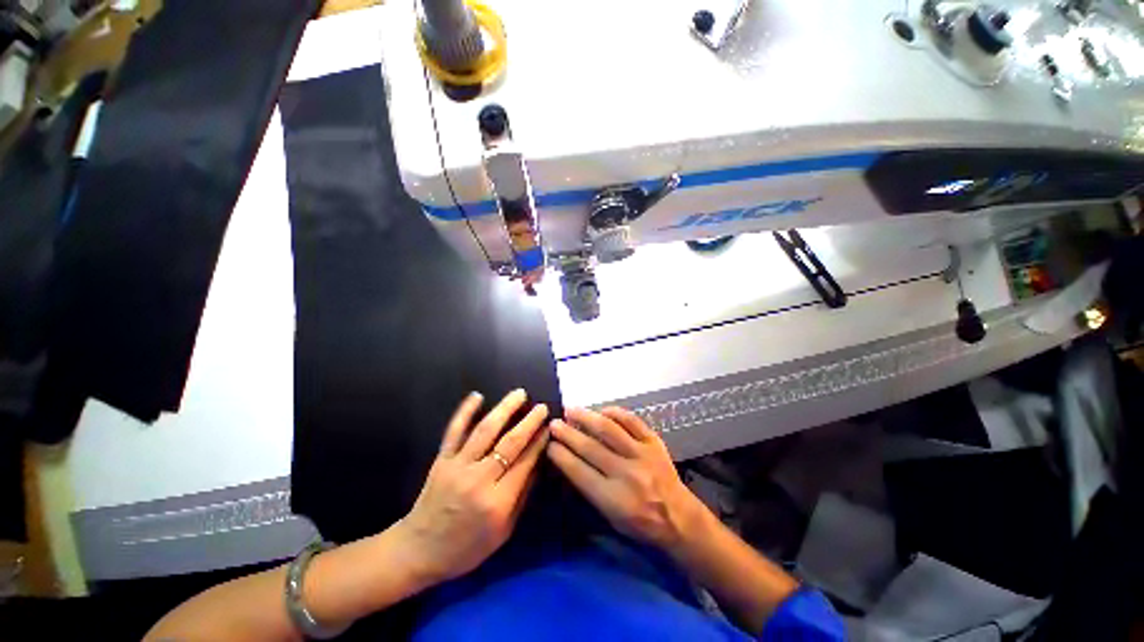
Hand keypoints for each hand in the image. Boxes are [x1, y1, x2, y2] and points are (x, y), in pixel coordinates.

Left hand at [397, 390, 548, 582]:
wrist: (418, 551)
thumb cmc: (466, 548)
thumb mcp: (502, 532)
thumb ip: (522, 497)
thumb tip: (537, 463)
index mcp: (497, 503)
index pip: (525, 463)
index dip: (539, 442)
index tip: (549, 427)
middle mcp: (479, 480)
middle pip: (509, 443)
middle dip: (529, 422)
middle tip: (542, 407)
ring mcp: (457, 466)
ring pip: (485, 431)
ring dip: (505, 409)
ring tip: (520, 394)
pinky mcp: (441, 459)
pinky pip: (454, 431)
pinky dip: (465, 412)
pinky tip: (477, 395)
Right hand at [547, 407, 703, 549]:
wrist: (679, 517)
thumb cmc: (640, 523)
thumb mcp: (610, 517)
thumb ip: (589, 489)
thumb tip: (569, 460)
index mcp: (613, 499)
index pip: (579, 471)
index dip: (561, 455)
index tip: (548, 444)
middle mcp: (626, 474)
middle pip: (590, 448)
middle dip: (568, 433)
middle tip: (554, 423)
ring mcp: (642, 455)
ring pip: (609, 430)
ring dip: (586, 417)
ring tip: (571, 410)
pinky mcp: (654, 442)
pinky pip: (632, 421)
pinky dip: (615, 413)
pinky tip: (602, 410)